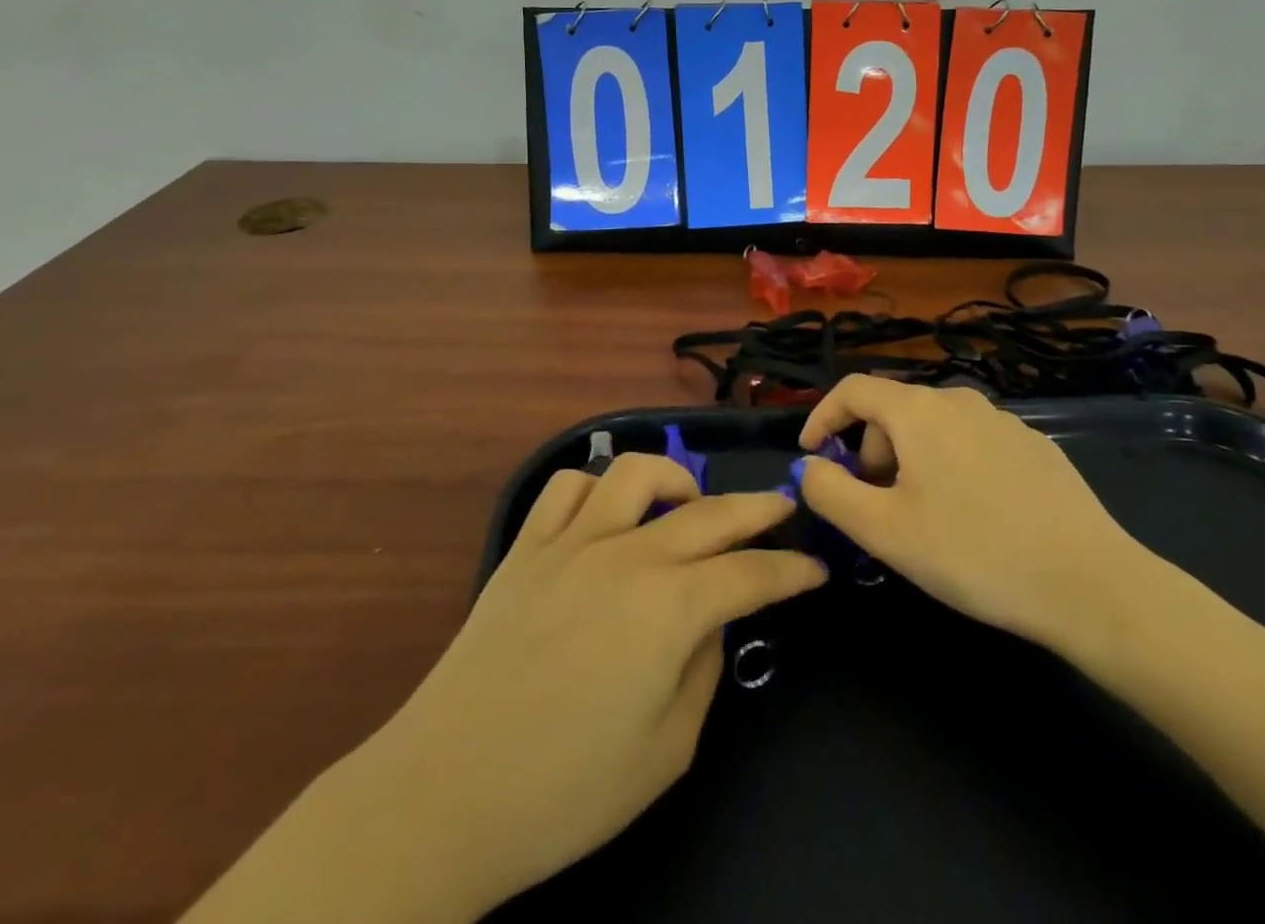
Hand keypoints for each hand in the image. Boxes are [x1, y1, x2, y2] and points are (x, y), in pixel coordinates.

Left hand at [369, 454, 825, 918]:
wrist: (448, 791)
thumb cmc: (568, 789)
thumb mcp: (668, 749)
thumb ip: (704, 669)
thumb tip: (712, 620)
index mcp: (671, 607)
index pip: (751, 575)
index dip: (791, 570)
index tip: (817, 566)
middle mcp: (628, 554)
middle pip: (710, 511)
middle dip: (758, 506)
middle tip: (784, 505)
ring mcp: (572, 541)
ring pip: (635, 472)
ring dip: (674, 478)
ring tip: (687, 502)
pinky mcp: (527, 546)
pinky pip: (567, 487)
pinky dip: (596, 488)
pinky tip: (607, 513)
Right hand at [797, 377, 1147, 651]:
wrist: (1092, 584)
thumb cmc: (973, 553)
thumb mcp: (884, 531)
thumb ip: (830, 492)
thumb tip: (811, 468)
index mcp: (919, 411)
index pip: (853, 389)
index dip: (822, 417)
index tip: (811, 455)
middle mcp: (960, 400)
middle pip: (894, 411)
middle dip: (870, 452)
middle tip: (875, 507)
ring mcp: (1004, 420)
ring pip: (934, 428)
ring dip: (910, 461)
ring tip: (924, 518)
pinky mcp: (1035, 446)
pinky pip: (972, 443)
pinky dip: (951, 466)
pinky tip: (974, 517)